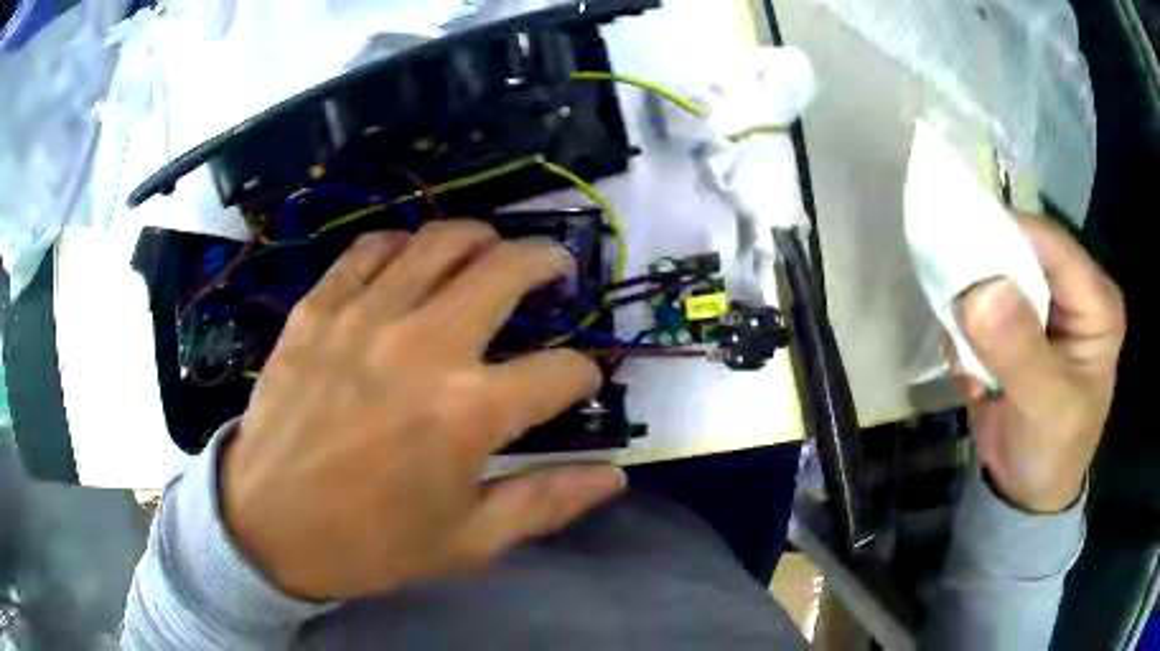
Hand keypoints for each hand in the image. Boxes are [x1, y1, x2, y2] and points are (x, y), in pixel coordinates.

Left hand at [222, 221, 626, 599]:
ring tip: (493, 248)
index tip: (582, 383)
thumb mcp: (467, 542)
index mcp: (470, 411)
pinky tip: (411, 257)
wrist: (266, 525)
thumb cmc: (370, 543)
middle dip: (547, 263)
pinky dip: (403, 243)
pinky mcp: (319, 307)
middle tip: (556, 268)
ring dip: (483, 238)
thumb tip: (613, 476)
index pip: (559, 372)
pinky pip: (371, 248)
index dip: (584, 375)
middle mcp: (425, 345)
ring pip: (442, 241)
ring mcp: (366, 316)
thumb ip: (545, 503)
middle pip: (508, 271)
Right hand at [955, 216, 1124, 512]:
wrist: (1028, 491)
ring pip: (996, 273)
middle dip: (984, 275)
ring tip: (971, 361)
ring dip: (973, 310)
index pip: (1050, 244)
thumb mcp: (1044, 409)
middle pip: (1022, 250)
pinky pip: (983, 302)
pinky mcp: (1019, 320)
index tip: (954, 241)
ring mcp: (1044, 304)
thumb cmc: (1051, 454)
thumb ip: (1020, 352)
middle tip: (956, 308)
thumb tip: (980, 292)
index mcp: (1095, 302)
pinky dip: (968, 330)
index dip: (1005, 235)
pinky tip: (973, 371)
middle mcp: (1072, 290)